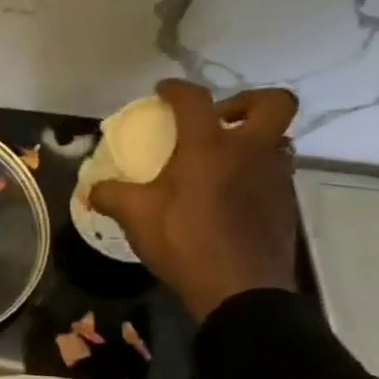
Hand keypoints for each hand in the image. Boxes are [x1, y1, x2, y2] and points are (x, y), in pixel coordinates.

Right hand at [89, 79, 301, 321]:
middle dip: (244, 101)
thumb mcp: (134, 216)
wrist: (240, 290)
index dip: (177, 89)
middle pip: (272, 102)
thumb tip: (93, 189)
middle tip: (216, 120)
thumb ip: (110, 195)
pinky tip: (228, 194)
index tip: (163, 91)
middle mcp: (250, 151)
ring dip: (252, 139)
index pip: (194, 100)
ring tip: (221, 159)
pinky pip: (274, 171)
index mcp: (209, 147)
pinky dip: (254, 171)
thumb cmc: (183, 242)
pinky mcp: (285, 203)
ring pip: (276, 138)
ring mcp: (275, 176)